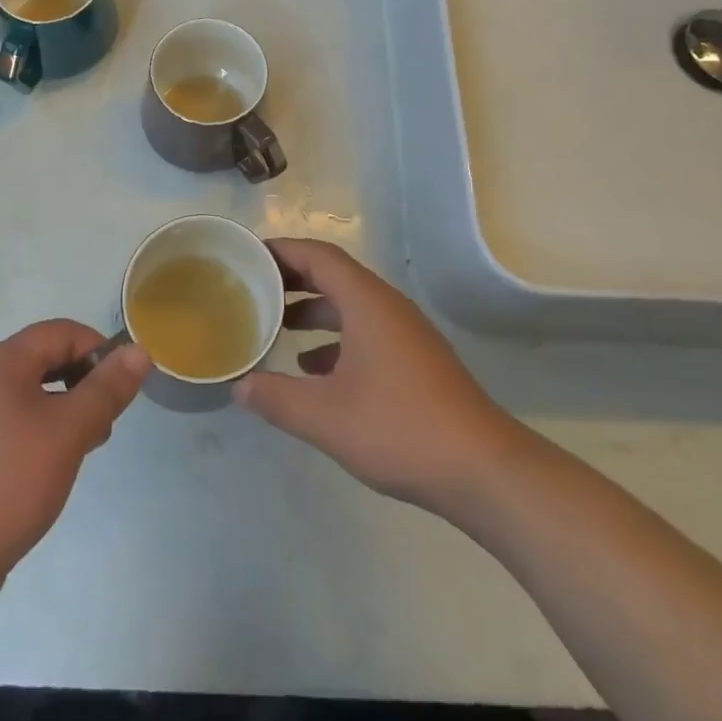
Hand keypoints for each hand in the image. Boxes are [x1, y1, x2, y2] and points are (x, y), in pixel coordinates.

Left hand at [0, 320, 148, 608]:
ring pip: (34, 395)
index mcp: (3, 362)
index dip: (98, 349)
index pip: (62, 332)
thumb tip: (139, 351)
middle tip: (106, 421)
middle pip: (47, 359)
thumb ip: (106, 388)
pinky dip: (44, 434)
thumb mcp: (68, 431)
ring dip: (67, 410)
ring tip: (86, 447)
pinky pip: (18, 424)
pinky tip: (54, 469)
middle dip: (85, 381)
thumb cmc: (7, 482)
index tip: (121, 389)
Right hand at [234, 239, 514, 514]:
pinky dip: (334, 339)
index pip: (319, 256)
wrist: (483, 469)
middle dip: (293, 279)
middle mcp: (387, 306)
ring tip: (277, 327)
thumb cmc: (400, 428)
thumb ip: (277, 398)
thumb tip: (239, 386)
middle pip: (334, 276)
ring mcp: (405, 333)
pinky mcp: (414, 360)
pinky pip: (365, 331)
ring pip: (350, 305)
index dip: (282, 251)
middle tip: (254, 288)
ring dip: (313, 310)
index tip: (249, 255)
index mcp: (367, 302)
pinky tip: (313, 370)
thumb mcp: (326, 417)